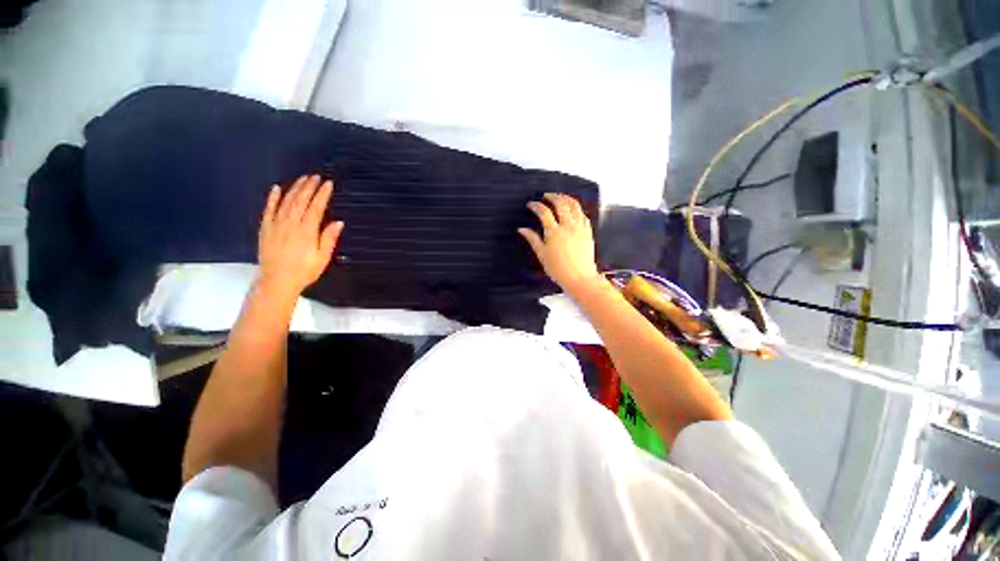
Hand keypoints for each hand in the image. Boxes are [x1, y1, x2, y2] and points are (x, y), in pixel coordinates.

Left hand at [258, 174, 343, 298]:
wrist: (277, 281)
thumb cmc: (304, 271)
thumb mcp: (322, 258)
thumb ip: (329, 238)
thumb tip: (338, 222)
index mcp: (306, 231)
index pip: (315, 208)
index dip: (322, 194)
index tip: (328, 184)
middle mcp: (290, 224)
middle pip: (300, 201)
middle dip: (309, 187)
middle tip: (316, 176)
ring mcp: (276, 225)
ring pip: (286, 202)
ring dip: (294, 189)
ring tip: (303, 179)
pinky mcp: (266, 228)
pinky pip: (268, 209)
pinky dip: (272, 198)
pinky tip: (276, 188)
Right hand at [518, 193, 601, 294]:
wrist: (580, 278)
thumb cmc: (559, 269)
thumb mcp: (542, 255)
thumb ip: (533, 239)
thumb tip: (522, 229)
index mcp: (554, 232)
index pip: (544, 212)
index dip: (536, 205)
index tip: (531, 205)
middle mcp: (568, 226)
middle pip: (560, 203)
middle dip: (552, 196)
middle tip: (546, 196)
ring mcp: (580, 228)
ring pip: (574, 206)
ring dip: (566, 198)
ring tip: (560, 197)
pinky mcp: (588, 232)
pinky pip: (583, 214)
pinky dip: (577, 208)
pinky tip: (573, 209)